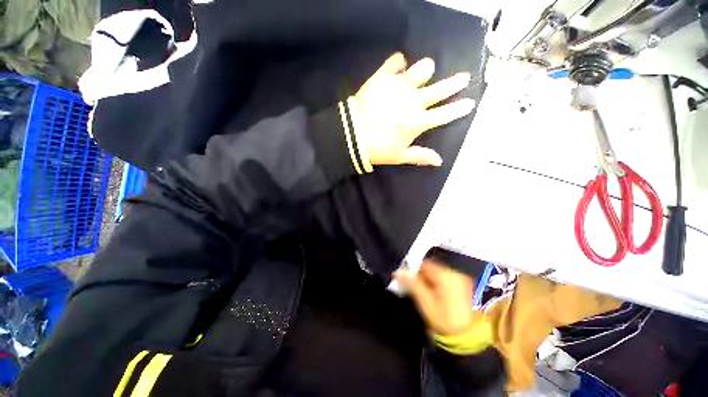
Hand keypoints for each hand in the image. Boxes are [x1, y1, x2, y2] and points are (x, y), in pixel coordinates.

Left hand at [349, 52, 474, 166]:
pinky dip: (398, 64)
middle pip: (441, 88)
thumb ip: (421, 156)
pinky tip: (397, 69)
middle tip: (463, 78)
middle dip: (456, 83)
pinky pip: (396, 61)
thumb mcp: (400, 156)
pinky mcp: (384, 77)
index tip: (470, 102)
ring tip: (421, 76)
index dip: (460, 108)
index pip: (446, 114)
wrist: (352, 135)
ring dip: (425, 72)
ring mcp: (400, 86)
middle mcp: (415, 101)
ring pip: (423, 68)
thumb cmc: (378, 148)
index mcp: (419, 122)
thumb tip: (440, 161)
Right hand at [394, 259, 475, 335]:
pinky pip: (445, 279)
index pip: (425, 264)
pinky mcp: (464, 286)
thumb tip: (398, 271)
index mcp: (446, 275)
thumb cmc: (444, 320)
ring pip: (438, 273)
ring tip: (423, 293)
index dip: (413, 269)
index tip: (406, 278)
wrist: (468, 338)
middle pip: (432, 268)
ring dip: (429, 280)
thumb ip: (412, 284)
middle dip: (421, 275)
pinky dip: (437, 283)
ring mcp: (461, 279)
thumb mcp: (425, 302)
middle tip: (413, 287)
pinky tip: (434, 295)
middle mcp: (455, 273)